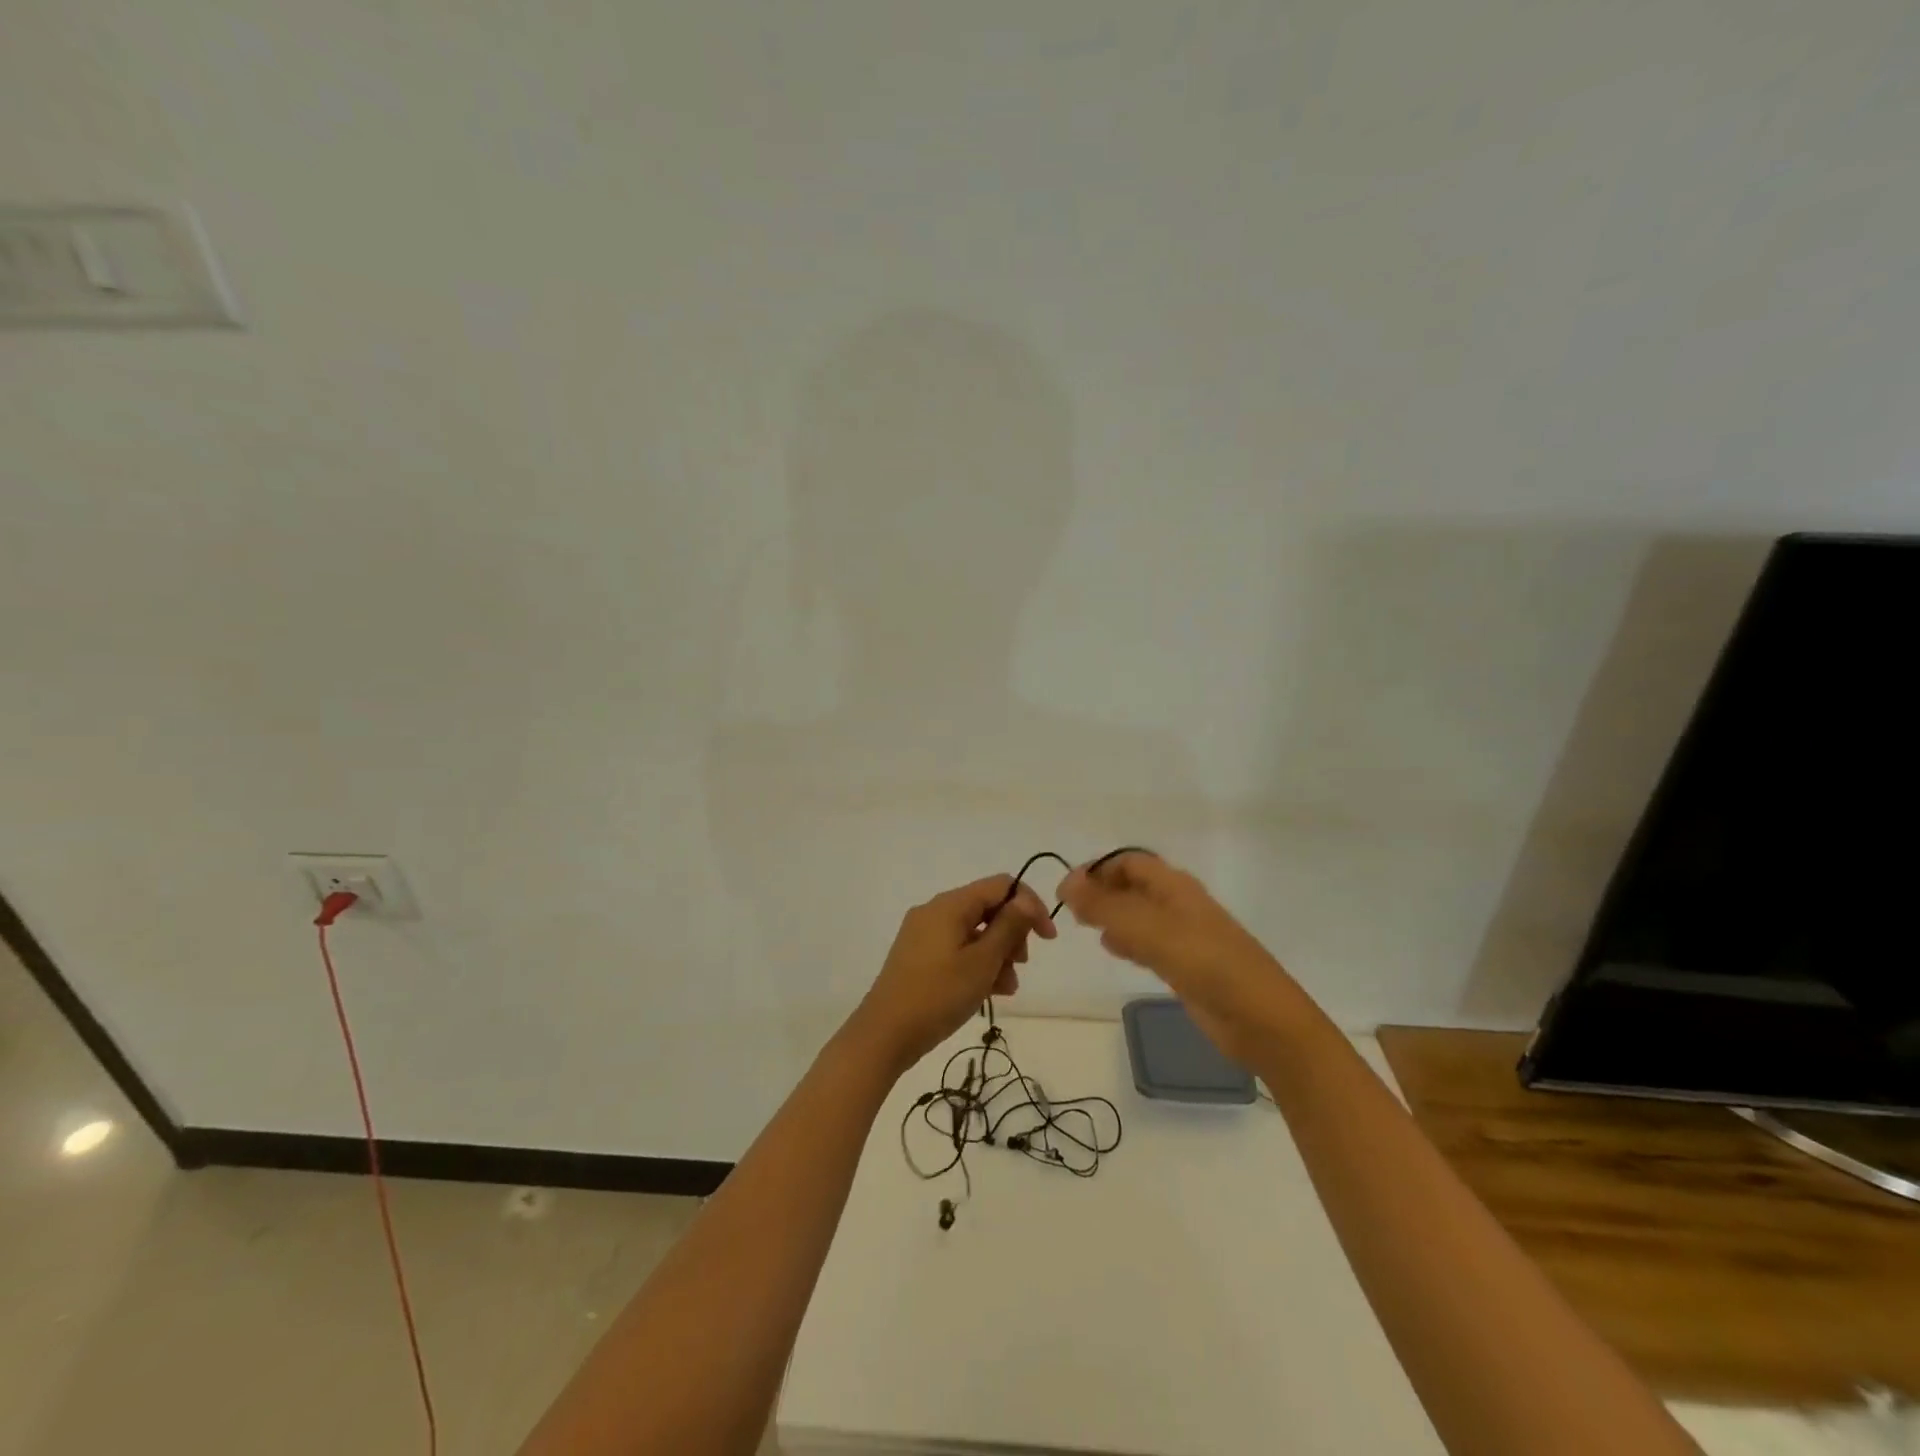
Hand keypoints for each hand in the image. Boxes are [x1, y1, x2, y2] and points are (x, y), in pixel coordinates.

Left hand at [846, 875, 1056, 1073]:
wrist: (885, 1034)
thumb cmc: (938, 994)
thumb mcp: (982, 962)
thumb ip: (1008, 927)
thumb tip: (1026, 900)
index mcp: (949, 905)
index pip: (1001, 886)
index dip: (1030, 906)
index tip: (1047, 939)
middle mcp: (935, 911)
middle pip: (987, 908)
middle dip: (1012, 934)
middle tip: (1021, 965)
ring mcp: (924, 934)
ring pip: (974, 932)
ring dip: (997, 954)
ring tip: (1006, 988)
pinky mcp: (918, 956)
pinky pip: (957, 949)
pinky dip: (976, 964)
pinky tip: (988, 992)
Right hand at [1057, 853, 1304, 1064]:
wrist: (1261, 1020)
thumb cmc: (1206, 963)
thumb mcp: (1150, 930)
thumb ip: (1106, 906)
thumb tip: (1066, 881)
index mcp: (1175, 886)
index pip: (1129, 861)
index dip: (1097, 868)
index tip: (1067, 888)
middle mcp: (1179, 904)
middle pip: (1134, 886)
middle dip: (1101, 890)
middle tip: (1070, 908)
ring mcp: (1184, 936)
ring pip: (1139, 914)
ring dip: (1111, 914)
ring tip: (1082, 924)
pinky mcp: (1186, 965)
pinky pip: (1148, 942)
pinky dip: (1126, 940)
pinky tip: (1111, 949)